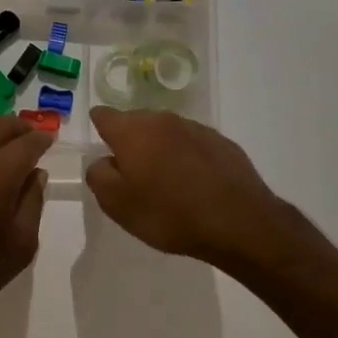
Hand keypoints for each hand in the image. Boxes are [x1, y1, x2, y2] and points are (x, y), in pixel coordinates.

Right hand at [85, 108, 290, 271]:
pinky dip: (186, 157)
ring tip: (165, 181)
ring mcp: (194, 128)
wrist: (238, 221)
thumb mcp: (117, 204)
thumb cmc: (169, 213)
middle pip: (136, 122)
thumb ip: (99, 176)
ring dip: (160, 149)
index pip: (104, 115)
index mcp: (132, 131)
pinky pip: (192, 144)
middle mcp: (162, 120)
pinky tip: (194, 183)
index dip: (99, 128)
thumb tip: (103, 161)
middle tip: (133, 173)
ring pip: (165, 132)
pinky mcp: (220, 142)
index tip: (102, 146)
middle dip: (131, 141)